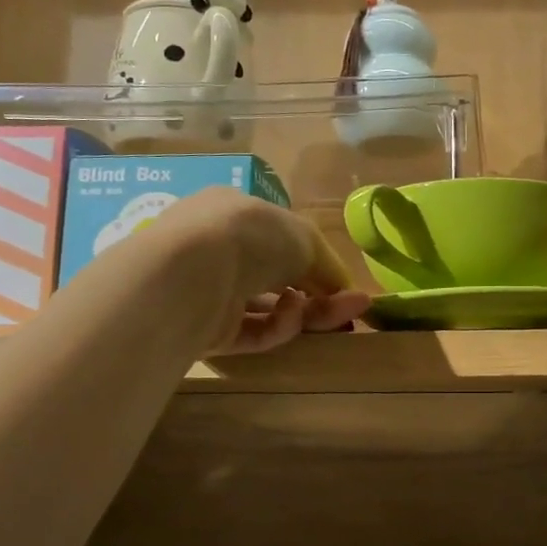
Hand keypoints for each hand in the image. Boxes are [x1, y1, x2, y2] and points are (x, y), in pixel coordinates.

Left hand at [133, 189, 370, 354]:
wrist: (190, 275)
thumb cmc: (249, 236)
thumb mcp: (304, 237)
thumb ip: (326, 263)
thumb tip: (341, 289)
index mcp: (234, 213)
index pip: (281, 238)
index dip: (316, 261)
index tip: (347, 284)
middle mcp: (217, 249)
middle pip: (278, 277)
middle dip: (320, 293)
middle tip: (356, 309)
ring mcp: (208, 291)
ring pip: (268, 307)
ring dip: (305, 312)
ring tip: (338, 316)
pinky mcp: (204, 331)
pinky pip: (252, 332)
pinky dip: (279, 326)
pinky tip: (294, 316)